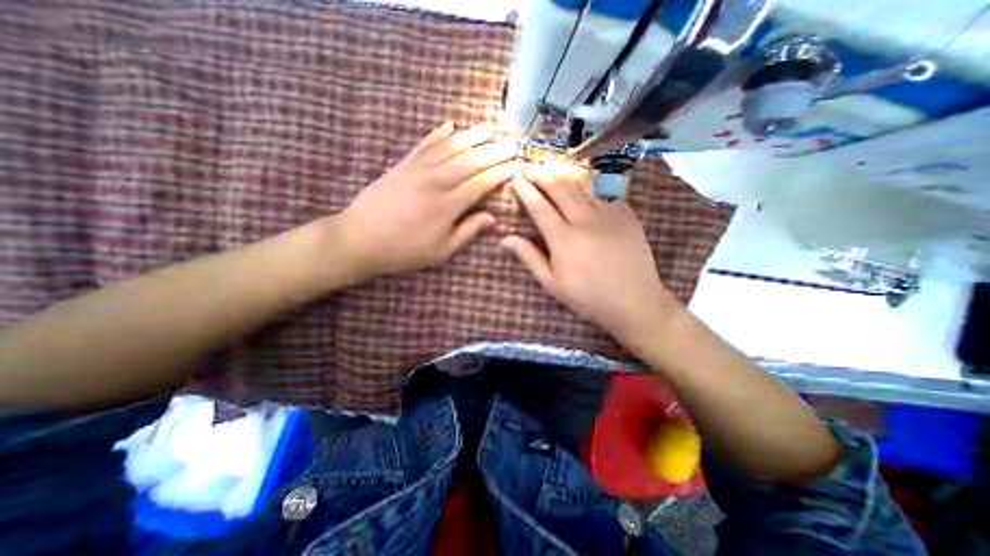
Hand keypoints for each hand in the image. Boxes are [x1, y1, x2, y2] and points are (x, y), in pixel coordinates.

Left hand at [334, 121, 518, 277]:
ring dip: (472, 135)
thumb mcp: (441, 251)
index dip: (501, 173)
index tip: (516, 165)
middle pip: (471, 161)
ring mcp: (418, 169)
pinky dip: (438, 134)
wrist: (360, 239)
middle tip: (512, 141)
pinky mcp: (402, 165)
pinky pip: (424, 144)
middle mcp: (436, 181)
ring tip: (489, 126)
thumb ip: (468, 232)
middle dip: (494, 150)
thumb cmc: (404, 250)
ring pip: (450, 147)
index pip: (482, 183)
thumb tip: (493, 219)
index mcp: (448, 205)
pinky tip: (450, 125)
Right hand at [503, 163, 681, 349]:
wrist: (635, 302)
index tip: (516, 179)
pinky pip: (604, 192)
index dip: (525, 190)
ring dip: (563, 174)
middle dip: (542, 173)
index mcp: (563, 239)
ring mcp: (608, 214)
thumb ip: (529, 257)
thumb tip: (506, 239)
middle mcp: (584, 220)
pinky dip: (589, 185)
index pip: (539, 206)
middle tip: (530, 168)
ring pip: (582, 184)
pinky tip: (583, 186)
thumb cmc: (589, 298)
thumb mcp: (553, 284)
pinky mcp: (627, 214)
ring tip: (551, 169)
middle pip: (560, 187)